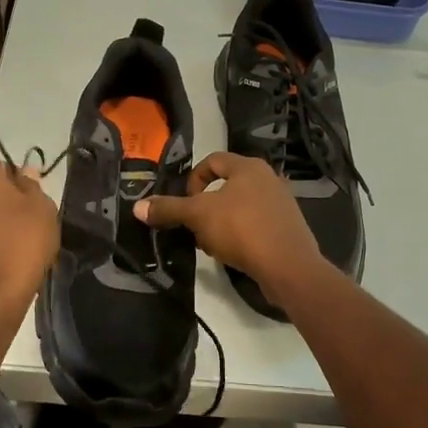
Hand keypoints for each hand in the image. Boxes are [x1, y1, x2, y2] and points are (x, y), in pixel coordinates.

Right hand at [136, 152, 327, 307]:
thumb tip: (138, 207)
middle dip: (205, 207)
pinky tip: (233, 254)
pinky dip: (240, 235)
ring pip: (239, 207)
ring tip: (212, 244)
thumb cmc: (242, 229)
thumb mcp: (198, 217)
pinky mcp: (287, 227)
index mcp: (248, 166)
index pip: (211, 160)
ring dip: (221, 223)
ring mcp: (281, 203)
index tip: (186, 204)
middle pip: (226, 185)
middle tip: (196, 227)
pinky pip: (255, 224)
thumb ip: (168, 209)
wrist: (288, 266)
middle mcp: (268, 178)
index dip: (193, 180)